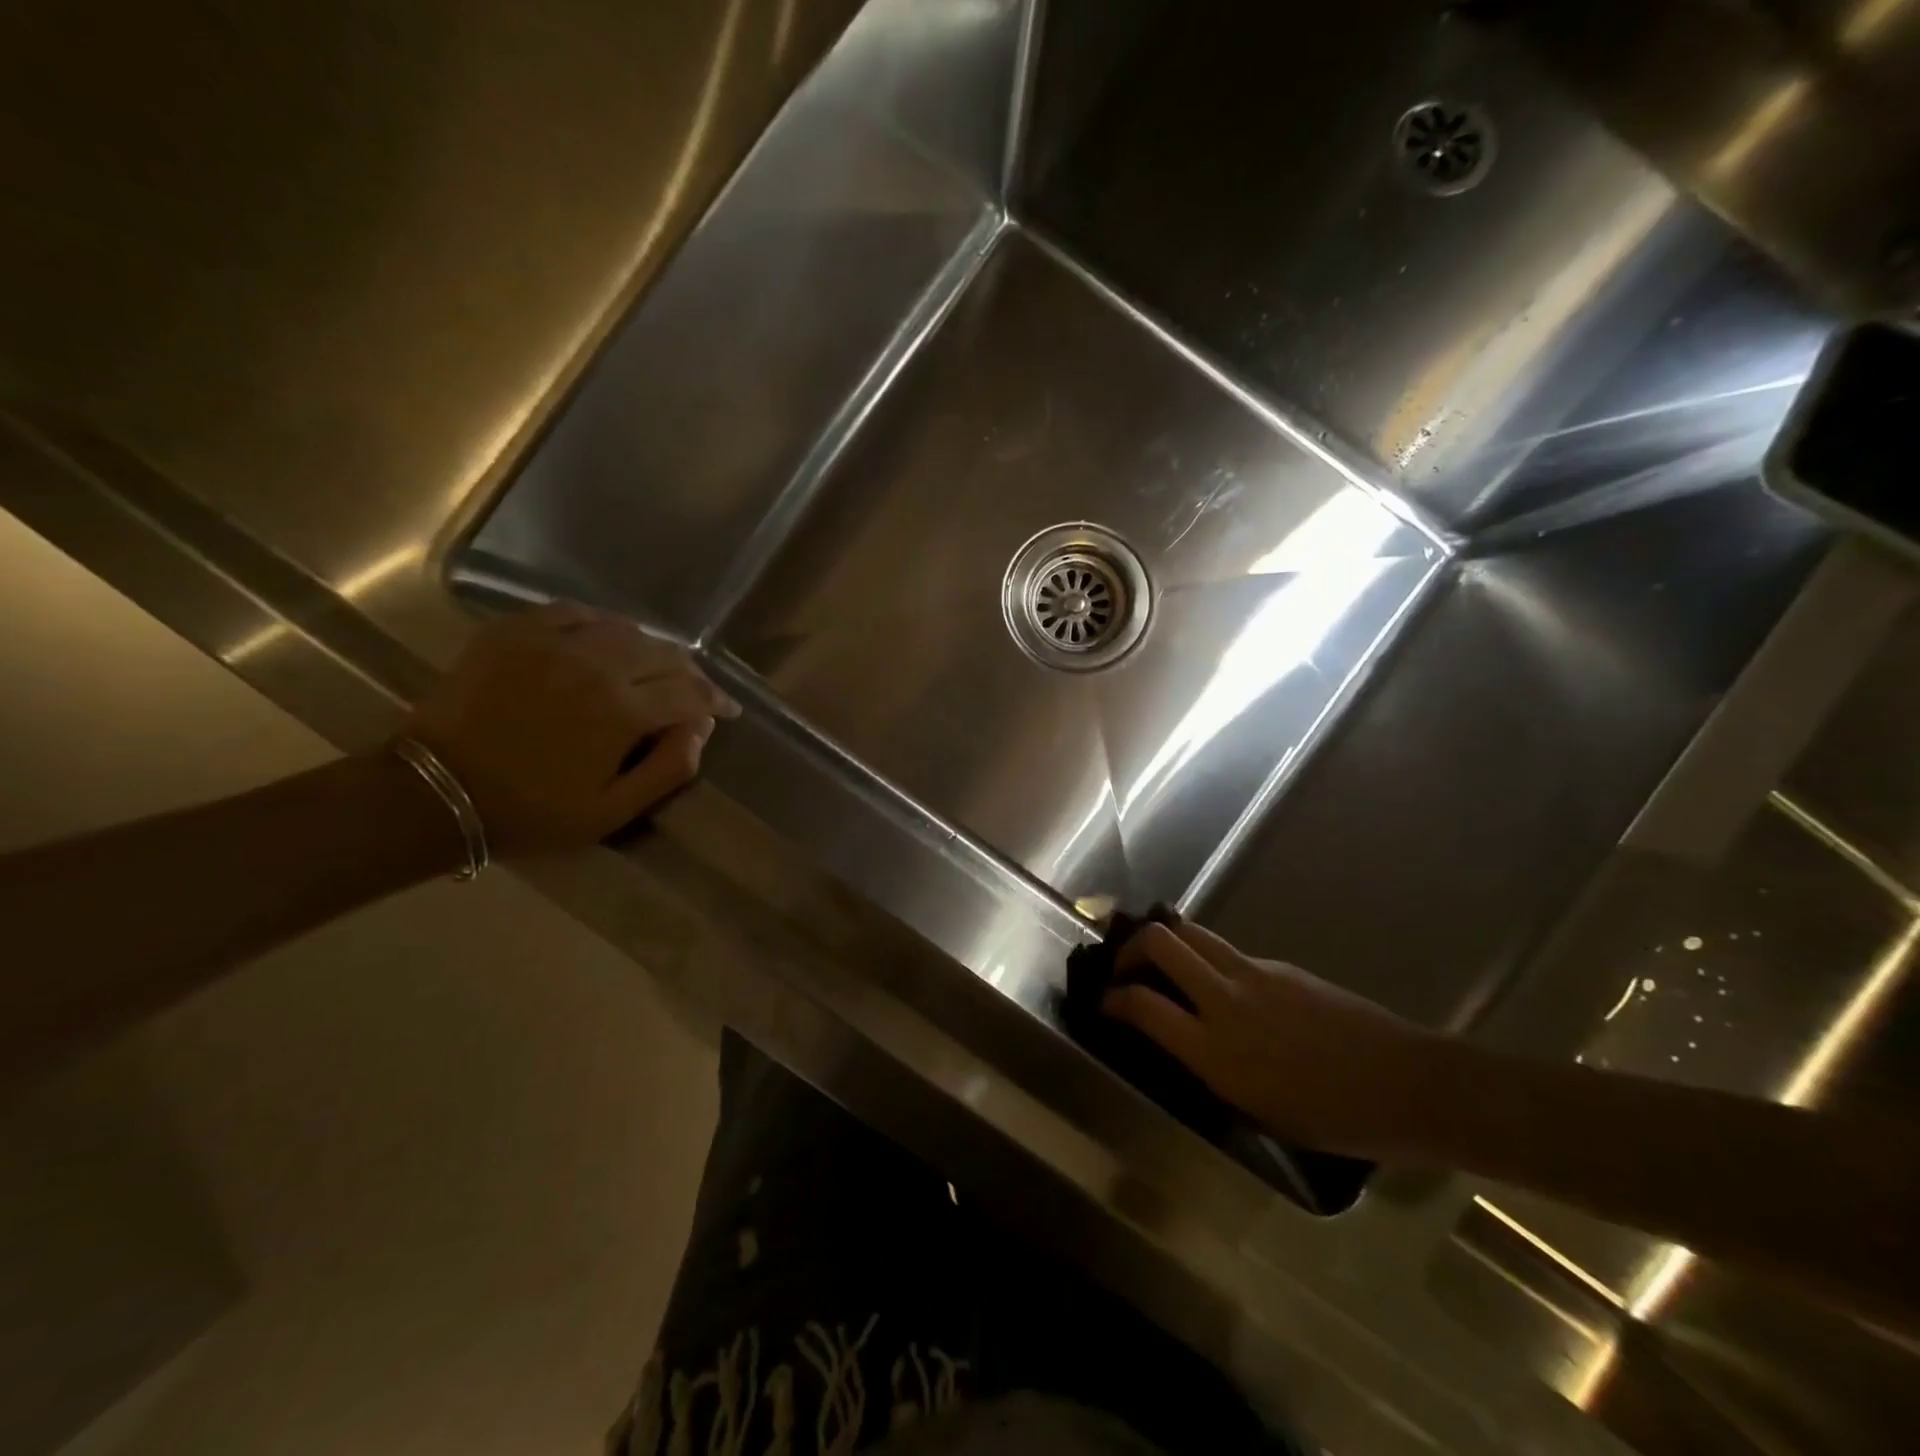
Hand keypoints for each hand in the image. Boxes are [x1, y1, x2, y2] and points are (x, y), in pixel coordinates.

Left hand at [400, 602, 739, 855]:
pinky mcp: (515, 632)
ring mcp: (552, 642)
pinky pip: (575, 612)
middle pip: (665, 654)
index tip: (727, 711)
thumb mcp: (612, 811)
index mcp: (622, 712)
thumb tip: (701, 729)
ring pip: (625, 629)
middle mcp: (596, 666)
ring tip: (653, 668)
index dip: (717, 701)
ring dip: (650, 649)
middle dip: (690, 674)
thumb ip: (669, 769)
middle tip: (694, 692)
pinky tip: (603, 641)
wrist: (435, 791)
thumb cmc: (531, 810)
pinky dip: (601, 625)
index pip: (691, 693)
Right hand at [1103, 920, 1441, 1156]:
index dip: (1113, 998)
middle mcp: (1227, 1001)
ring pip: (1191, 932)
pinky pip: (1228, 951)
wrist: (1406, 1085)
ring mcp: (1255, 974)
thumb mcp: (1256, 1109)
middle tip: (1127, 968)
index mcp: (1217, 1052)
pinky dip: (1207, 959)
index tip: (1105, 1002)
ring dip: (1165, 941)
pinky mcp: (1279, 966)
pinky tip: (1221, 987)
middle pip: (1160, 942)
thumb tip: (1181, 1037)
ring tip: (1161, 962)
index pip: (1142, 1005)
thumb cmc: (1333, 1119)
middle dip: (1131, 947)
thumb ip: (1210, 1066)